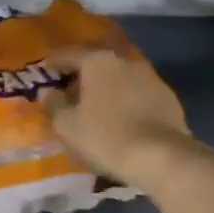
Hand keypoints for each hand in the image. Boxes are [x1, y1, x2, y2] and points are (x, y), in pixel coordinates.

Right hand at [41, 48, 195, 187]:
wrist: (162, 158)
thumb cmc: (106, 136)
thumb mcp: (67, 125)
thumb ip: (53, 105)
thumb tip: (48, 92)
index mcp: (97, 61)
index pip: (68, 54)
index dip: (53, 63)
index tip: (45, 71)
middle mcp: (125, 61)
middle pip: (96, 62)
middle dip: (82, 74)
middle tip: (69, 90)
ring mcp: (150, 77)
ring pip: (119, 77)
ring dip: (106, 87)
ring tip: (96, 106)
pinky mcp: (168, 97)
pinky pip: (137, 93)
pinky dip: (125, 100)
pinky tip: (121, 117)